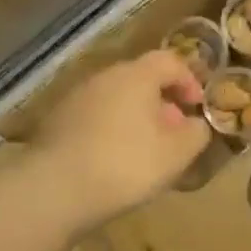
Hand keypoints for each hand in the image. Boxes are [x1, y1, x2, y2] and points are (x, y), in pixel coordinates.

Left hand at [27, 51, 209, 227]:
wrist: (52, 190)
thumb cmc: (124, 164)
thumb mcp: (176, 154)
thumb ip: (196, 133)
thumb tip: (197, 124)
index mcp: (136, 75)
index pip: (170, 61)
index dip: (190, 80)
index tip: (197, 107)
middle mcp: (105, 77)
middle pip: (141, 79)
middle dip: (162, 102)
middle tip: (174, 133)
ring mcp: (76, 98)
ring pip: (116, 99)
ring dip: (136, 118)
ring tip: (145, 151)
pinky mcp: (56, 122)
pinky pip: (95, 117)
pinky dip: (111, 130)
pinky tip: (113, 161)